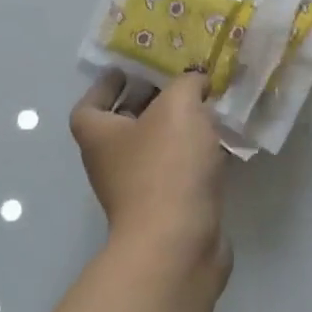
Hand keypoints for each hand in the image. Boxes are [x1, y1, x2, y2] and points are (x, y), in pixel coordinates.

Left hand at [71, 70, 229, 270]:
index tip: (129, 69)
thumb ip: (186, 84)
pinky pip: (179, 172)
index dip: (106, 84)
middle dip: (150, 102)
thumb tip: (194, 81)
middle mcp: (112, 163)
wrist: (178, 242)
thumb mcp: (178, 106)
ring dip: (177, 129)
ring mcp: (139, 190)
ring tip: (208, 106)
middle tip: (181, 81)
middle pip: (125, 125)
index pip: (90, 104)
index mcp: (100, 135)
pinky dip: (195, 156)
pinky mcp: (168, 209)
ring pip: (156, 149)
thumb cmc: (166, 166)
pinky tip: (221, 143)